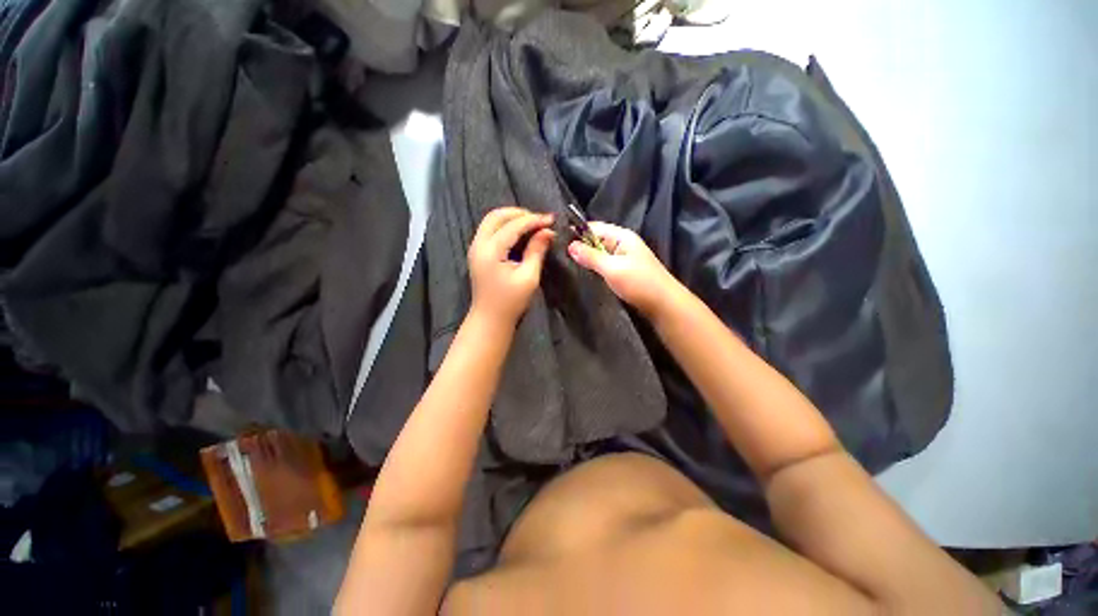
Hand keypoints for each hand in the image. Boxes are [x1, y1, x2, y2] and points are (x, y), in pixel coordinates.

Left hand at [468, 207, 555, 325]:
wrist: (490, 319)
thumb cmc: (510, 302)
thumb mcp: (528, 277)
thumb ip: (536, 251)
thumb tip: (548, 232)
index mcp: (490, 251)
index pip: (512, 226)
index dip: (533, 220)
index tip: (551, 219)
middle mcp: (478, 245)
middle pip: (496, 216)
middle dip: (519, 213)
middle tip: (540, 220)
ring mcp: (475, 248)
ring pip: (491, 221)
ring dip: (511, 218)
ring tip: (533, 223)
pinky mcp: (478, 252)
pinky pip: (490, 230)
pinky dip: (505, 226)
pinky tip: (520, 232)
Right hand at [567, 222, 679, 318]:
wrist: (664, 305)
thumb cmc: (639, 283)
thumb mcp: (612, 268)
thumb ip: (591, 257)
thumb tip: (570, 245)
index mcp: (622, 236)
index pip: (594, 227)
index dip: (577, 232)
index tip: (558, 240)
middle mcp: (622, 244)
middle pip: (596, 240)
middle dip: (580, 246)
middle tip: (559, 255)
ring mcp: (623, 258)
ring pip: (599, 254)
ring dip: (587, 259)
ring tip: (567, 264)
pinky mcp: (623, 271)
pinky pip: (604, 265)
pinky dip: (595, 268)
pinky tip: (584, 274)